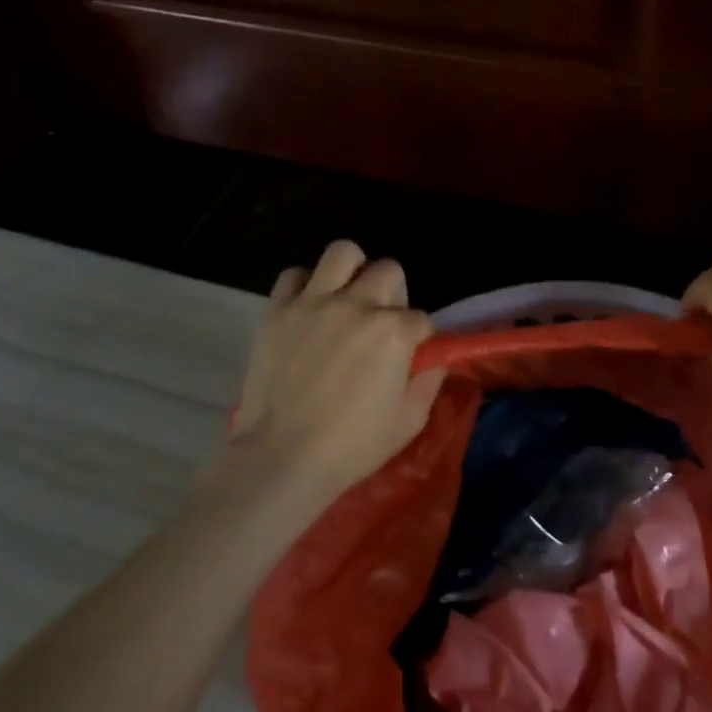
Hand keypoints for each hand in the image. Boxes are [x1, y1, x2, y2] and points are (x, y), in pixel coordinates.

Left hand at [220, 241, 445, 515]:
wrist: (283, 457)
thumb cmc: (352, 446)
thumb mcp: (409, 421)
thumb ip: (428, 382)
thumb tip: (433, 359)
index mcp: (393, 332)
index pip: (421, 318)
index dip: (419, 337)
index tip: (410, 356)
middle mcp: (357, 306)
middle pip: (388, 271)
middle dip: (394, 294)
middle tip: (381, 322)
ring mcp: (313, 303)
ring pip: (343, 253)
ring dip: (352, 270)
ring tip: (347, 295)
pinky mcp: (277, 311)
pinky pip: (293, 275)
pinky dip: (305, 286)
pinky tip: (308, 307)